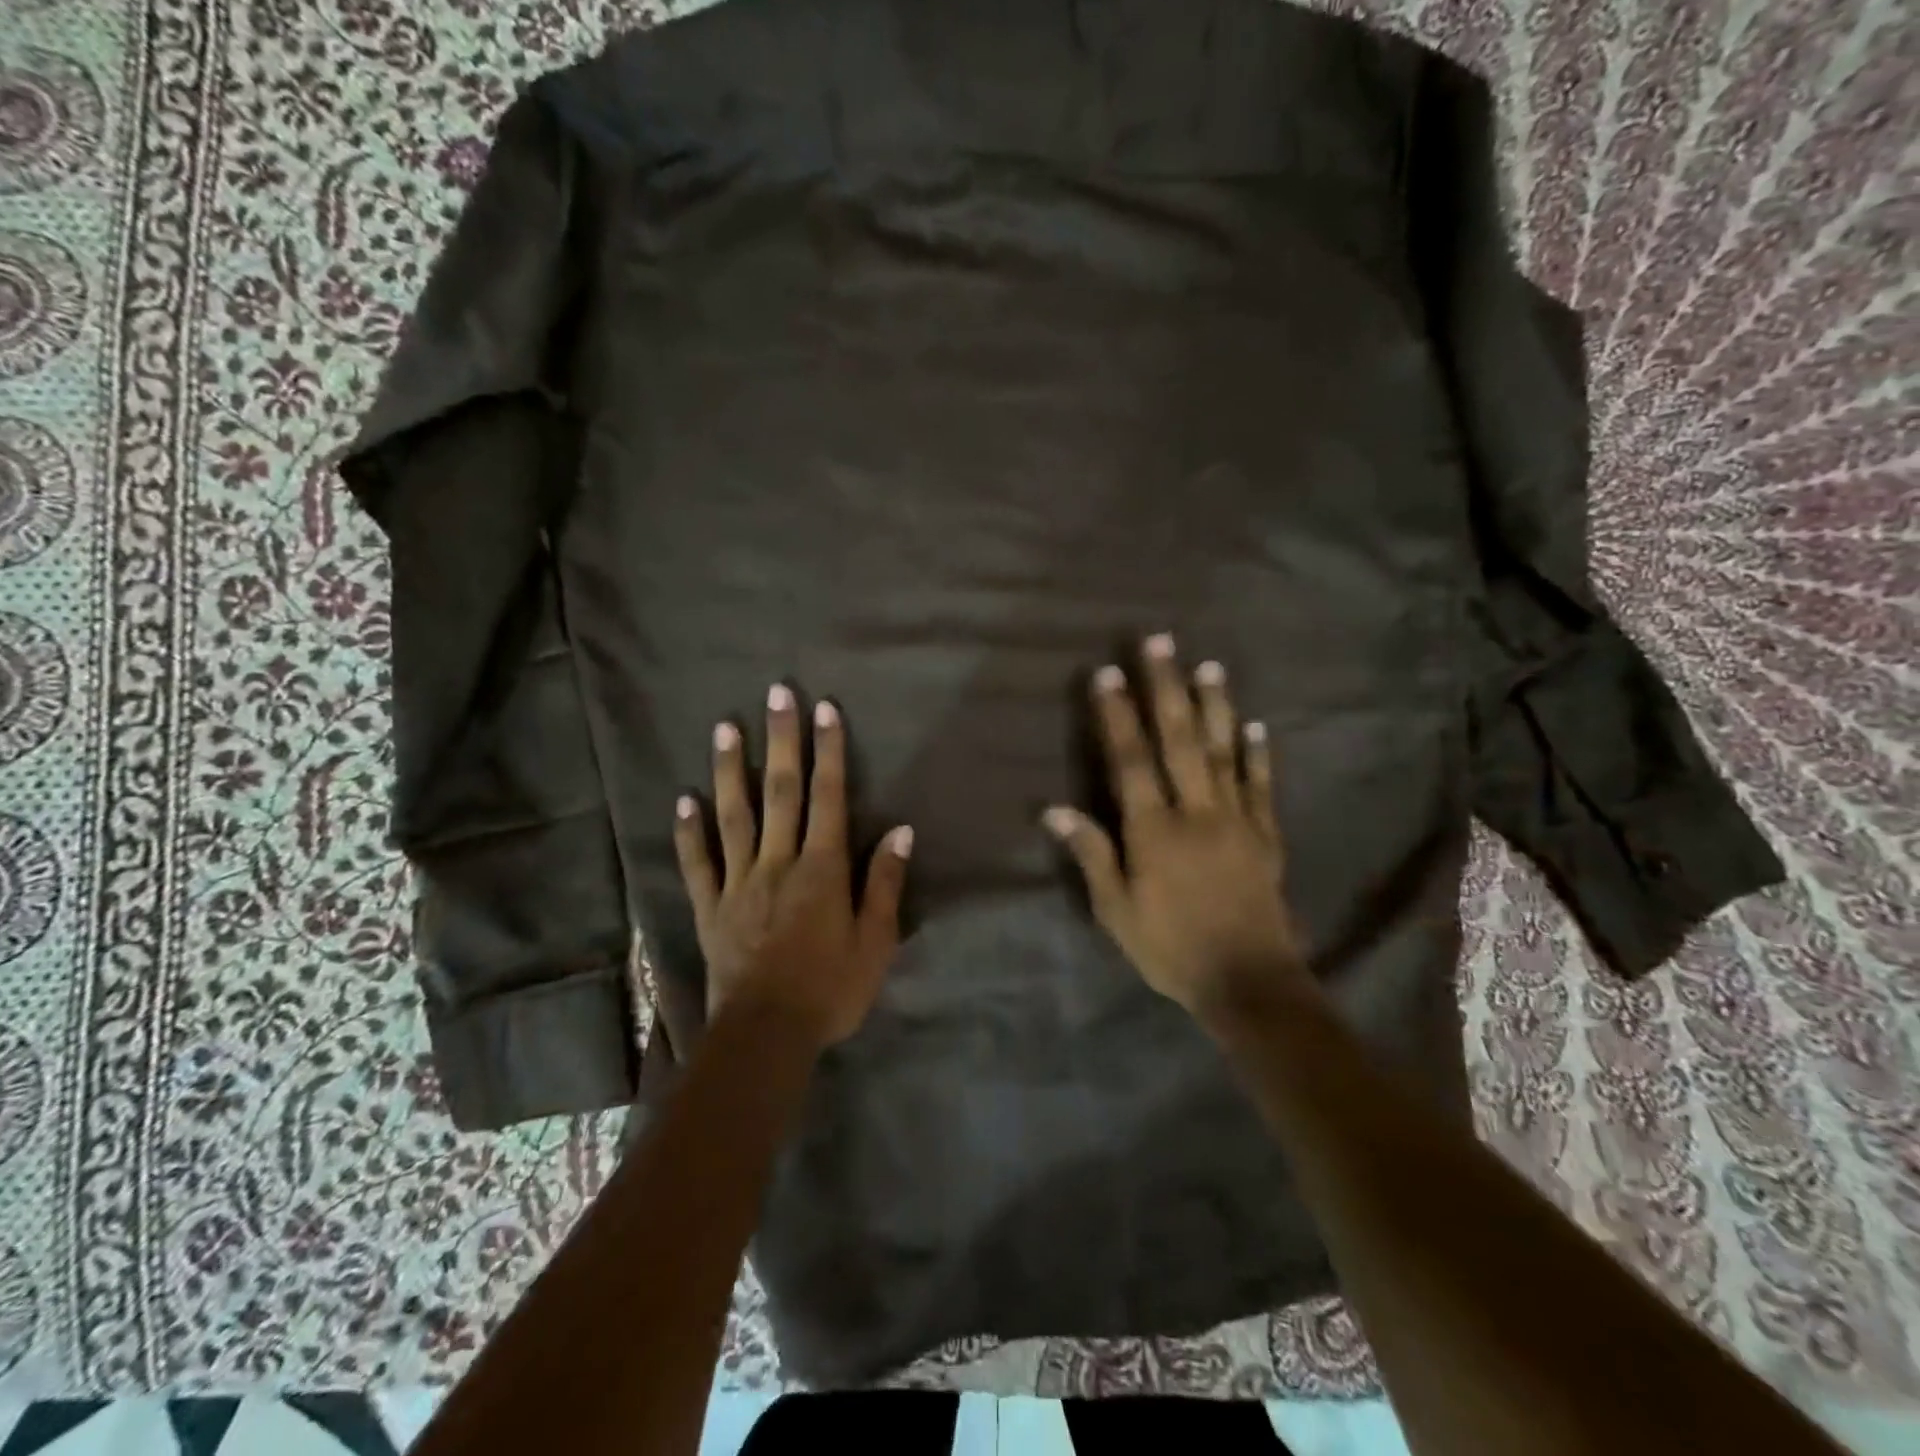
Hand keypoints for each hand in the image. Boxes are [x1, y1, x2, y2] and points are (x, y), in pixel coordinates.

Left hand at [673, 685, 912, 1048]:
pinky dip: (689, 831)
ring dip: (729, 769)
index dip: (829, 751)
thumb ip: (885, 882)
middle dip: (781, 739)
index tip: (825, 709)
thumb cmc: (831, 989)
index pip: (828, 797)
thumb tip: (902, 830)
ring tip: (724, 728)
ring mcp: (738, 881)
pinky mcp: (710, 907)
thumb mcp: (876, 942)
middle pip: (780, 791)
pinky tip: (684, 800)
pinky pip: (697, 863)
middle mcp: (778, 861)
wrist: (767, 1035)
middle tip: (775, 694)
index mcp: (822, 868)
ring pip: (734, 815)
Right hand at [1044, 633, 1312, 1016]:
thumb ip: (1092, 855)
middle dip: (1166, 688)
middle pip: (1178, 740)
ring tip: (1209, 665)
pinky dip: (1258, 753)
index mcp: (1153, 830)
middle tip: (1159, 642)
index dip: (1117, 716)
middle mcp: (1196, 812)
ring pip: (1222, 751)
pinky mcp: (1265, 834)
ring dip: (1215, 705)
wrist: (1248, 981)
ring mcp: (1236, 819)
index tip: (1107, 674)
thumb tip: (1055, 809)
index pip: (1130, 760)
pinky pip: (1261, 785)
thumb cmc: (1170, 947)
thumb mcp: (1116, 911)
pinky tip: (1255, 725)